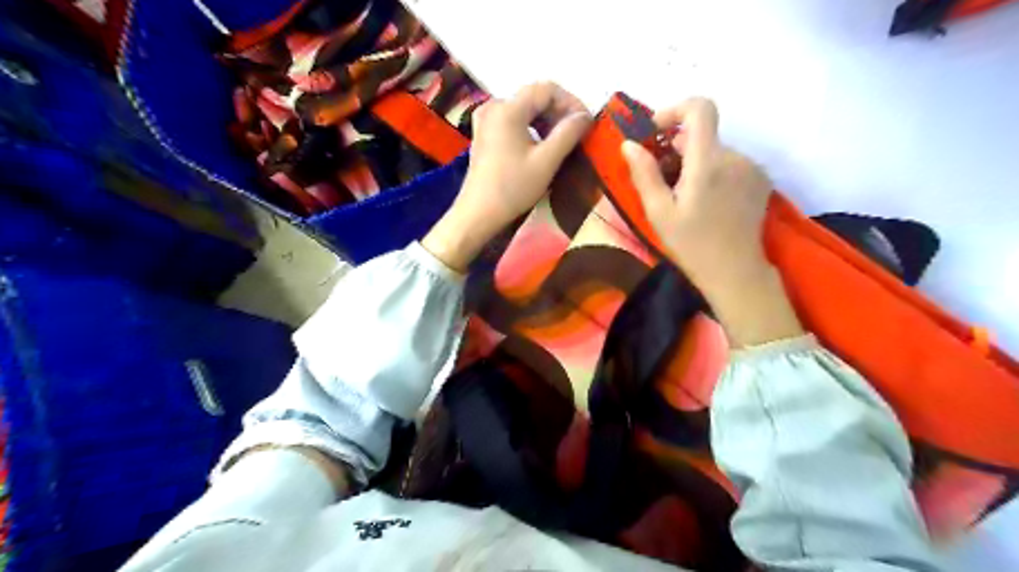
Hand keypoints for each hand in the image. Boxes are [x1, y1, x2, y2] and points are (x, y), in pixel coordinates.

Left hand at [423, 80, 593, 271]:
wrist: (478, 213)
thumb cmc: (513, 188)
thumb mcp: (546, 162)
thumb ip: (568, 133)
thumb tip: (585, 116)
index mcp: (508, 108)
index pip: (547, 89)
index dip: (571, 101)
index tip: (585, 122)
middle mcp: (494, 106)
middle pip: (534, 97)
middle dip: (559, 111)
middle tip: (576, 133)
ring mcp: (485, 120)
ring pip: (524, 109)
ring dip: (546, 120)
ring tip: (561, 142)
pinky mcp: (483, 134)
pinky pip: (512, 120)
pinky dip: (530, 128)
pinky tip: (540, 146)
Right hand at [622, 99, 803, 346]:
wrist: (735, 271)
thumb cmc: (692, 244)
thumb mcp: (659, 212)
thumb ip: (644, 174)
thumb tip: (629, 144)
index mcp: (708, 162)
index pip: (700, 108)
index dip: (675, 110)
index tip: (656, 132)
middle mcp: (735, 156)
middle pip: (703, 133)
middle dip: (676, 148)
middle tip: (661, 179)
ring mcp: (751, 167)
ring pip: (715, 150)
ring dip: (694, 162)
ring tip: (683, 196)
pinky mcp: (759, 179)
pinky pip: (729, 163)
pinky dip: (712, 171)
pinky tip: (705, 200)